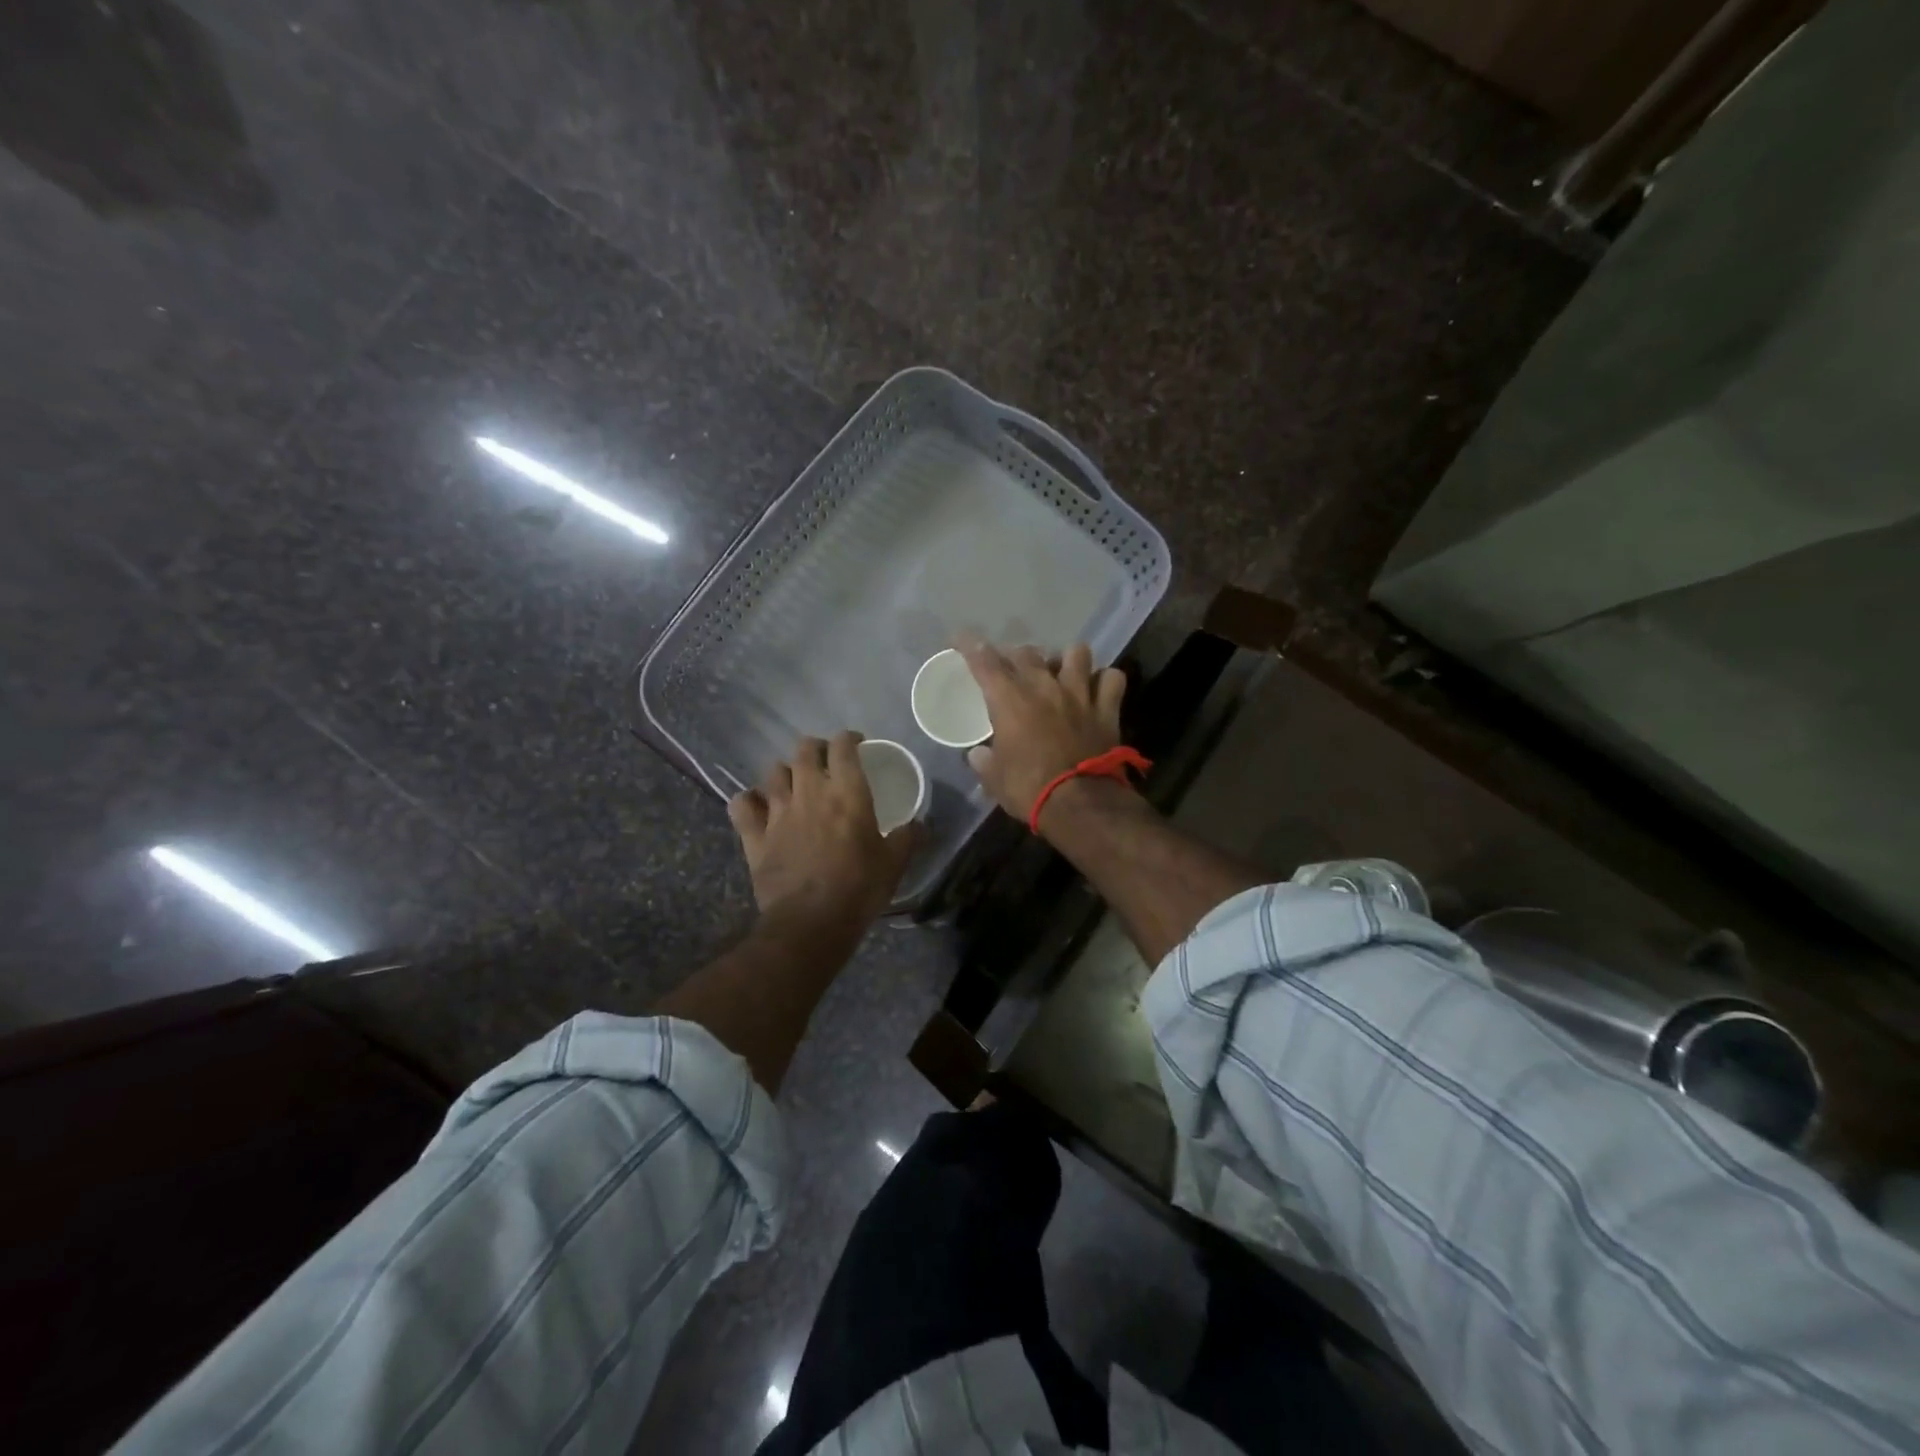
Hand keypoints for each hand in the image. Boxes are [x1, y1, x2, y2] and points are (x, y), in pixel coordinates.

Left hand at [728, 731, 918, 932]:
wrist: (811, 923)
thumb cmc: (860, 888)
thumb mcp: (895, 863)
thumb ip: (908, 837)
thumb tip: (920, 823)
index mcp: (847, 792)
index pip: (843, 747)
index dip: (849, 739)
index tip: (856, 744)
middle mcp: (809, 792)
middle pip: (805, 750)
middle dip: (815, 748)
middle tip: (825, 760)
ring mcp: (777, 812)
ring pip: (773, 772)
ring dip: (785, 772)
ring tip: (794, 783)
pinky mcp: (754, 836)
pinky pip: (742, 804)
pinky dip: (748, 800)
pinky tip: (756, 806)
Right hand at [958, 640, 1127, 823]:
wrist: (1080, 804)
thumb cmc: (1029, 790)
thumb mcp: (994, 779)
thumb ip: (984, 761)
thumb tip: (977, 754)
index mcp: (1010, 701)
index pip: (985, 662)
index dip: (970, 646)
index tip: (960, 638)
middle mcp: (1044, 687)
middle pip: (1027, 653)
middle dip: (1015, 655)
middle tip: (1011, 667)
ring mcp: (1079, 694)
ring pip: (1076, 653)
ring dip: (1066, 659)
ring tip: (1061, 671)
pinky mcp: (1107, 709)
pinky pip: (1112, 679)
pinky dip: (1105, 680)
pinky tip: (1097, 688)